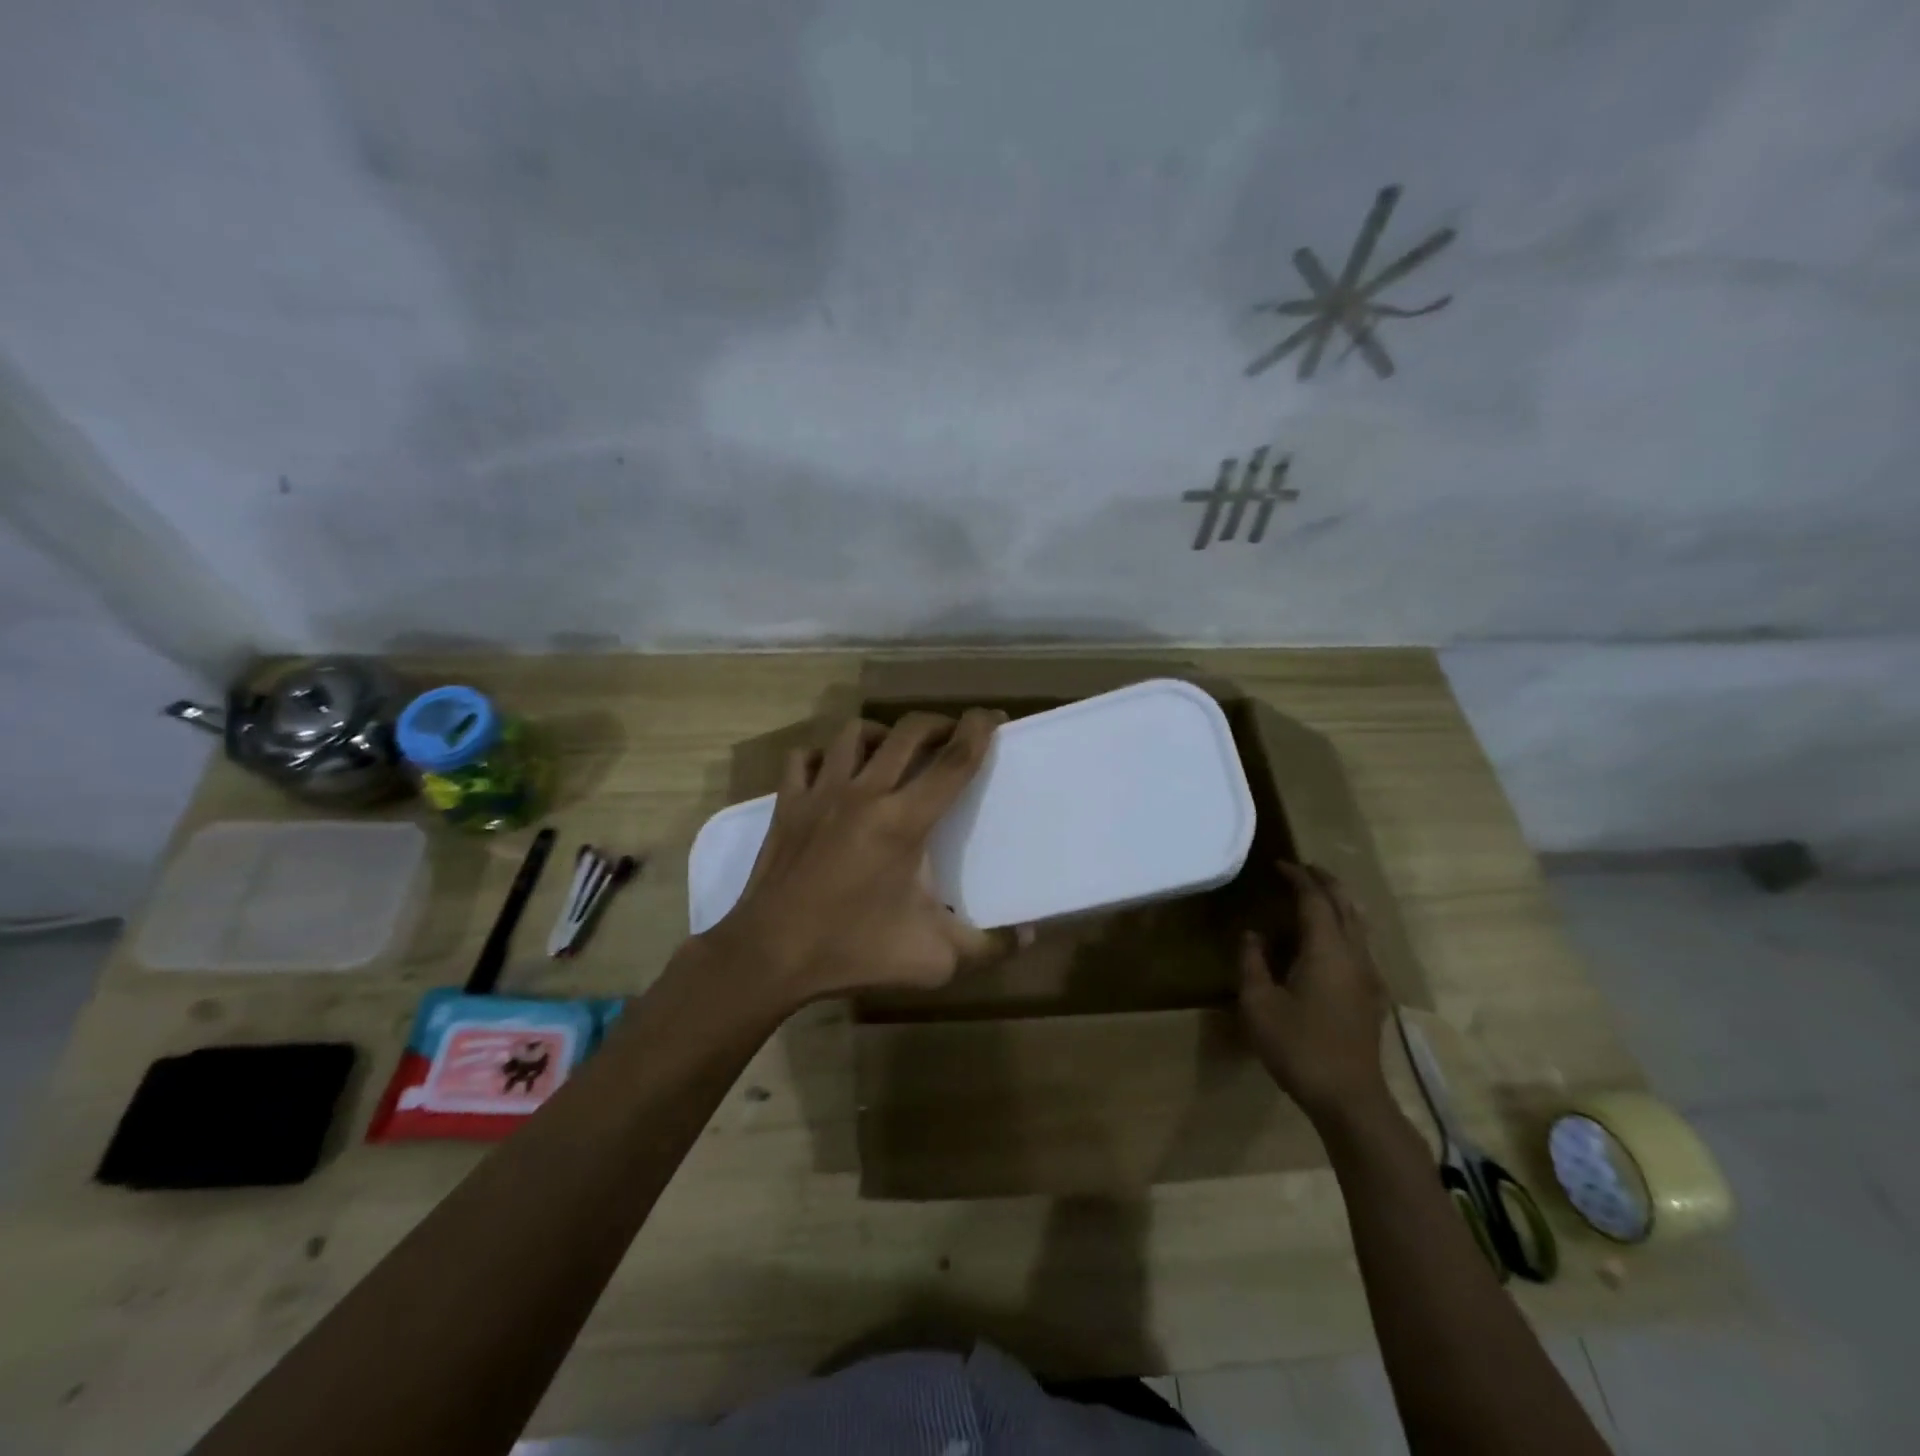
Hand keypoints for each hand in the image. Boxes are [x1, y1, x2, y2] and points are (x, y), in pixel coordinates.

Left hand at [700, 708, 1005, 1003]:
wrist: (769, 956)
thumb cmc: (854, 952)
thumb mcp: (934, 959)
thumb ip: (988, 947)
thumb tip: (1029, 936)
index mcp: (904, 822)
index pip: (954, 761)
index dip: (979, 731)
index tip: (994, 717)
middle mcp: (864, 793)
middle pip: (908, 732)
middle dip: (938, 724)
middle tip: (953, 736)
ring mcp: (821, 793)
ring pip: (854, 734)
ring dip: (884, 733)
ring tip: (895, 749)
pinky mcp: (787, 803)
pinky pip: (805, 758)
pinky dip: (825, 755)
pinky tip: (835, 771)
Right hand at [1239, 862, 1392, 1123]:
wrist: (1349, 1098)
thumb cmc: (1298, 1047)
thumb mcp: (1259, 1004)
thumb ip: (1252, 963)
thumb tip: (1252, 934)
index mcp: (1326, 951)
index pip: (1315, 900)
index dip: (1298, 878)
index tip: (1279, 864)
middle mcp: (1354, 955)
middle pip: (1345, 905)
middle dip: (1325, 882)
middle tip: (1302, 869)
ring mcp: (1369, 976)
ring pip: (1359, 924)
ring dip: (1338, 903)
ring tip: (1317, 895)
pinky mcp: (1373, 996)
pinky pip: (1361, 944)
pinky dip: (1345, 926)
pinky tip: (1330, 940)